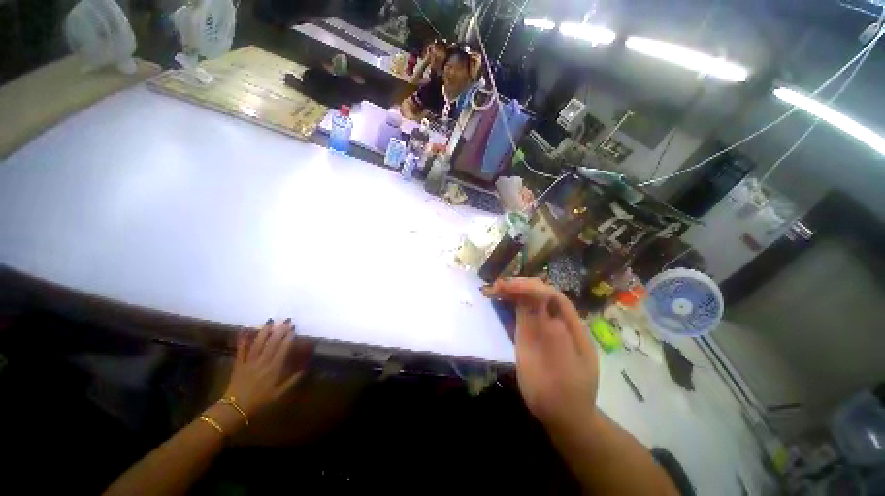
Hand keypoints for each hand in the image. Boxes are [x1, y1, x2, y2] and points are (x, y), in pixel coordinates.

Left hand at [223, 319, 311, 418]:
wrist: (235, 409)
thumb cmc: (259, 401)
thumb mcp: (279, 393)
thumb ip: (292, 381)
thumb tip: (304, 369)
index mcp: (273, 369)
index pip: (282, 350)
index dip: (288, 338)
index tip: (293, 329)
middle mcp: (262, 363)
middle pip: (271, 344)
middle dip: (279, 331)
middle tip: (286, 321)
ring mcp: (249, 362)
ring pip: (257, 344)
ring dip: (264, 332)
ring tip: (270, 322)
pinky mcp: (238, 364)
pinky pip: (241, 351)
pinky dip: (242, 340)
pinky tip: (245, 331)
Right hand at [484, 278, 598, 429]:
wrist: (564, 415)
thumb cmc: (564, 394)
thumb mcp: (561, 368)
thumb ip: (550, 333)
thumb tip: (540, 306)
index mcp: (571, 326)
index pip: (551, 296)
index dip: (530, 288)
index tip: (508, 287)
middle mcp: (557, 321)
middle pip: (540, 294)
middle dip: (520, 286)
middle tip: (497, 286)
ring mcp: (543, 327)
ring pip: (529, 301)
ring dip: (513, 291)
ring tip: (495, 289)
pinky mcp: (531, 335)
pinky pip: (522, 312)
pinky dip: (511, 302)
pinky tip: (501, 298)